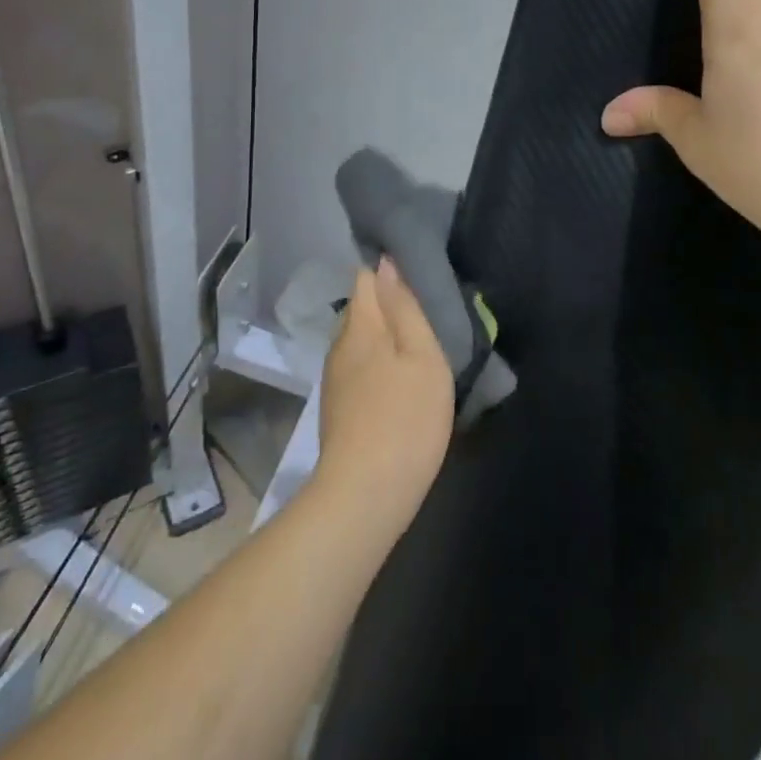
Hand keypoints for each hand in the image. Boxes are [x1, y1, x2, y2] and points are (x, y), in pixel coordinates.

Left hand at [314, 259, 454, 546]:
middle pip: (362, 309)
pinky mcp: (338, 409)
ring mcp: (335, 379)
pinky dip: (377, 364)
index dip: (387, 270)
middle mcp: (340, 345)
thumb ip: (404, 307)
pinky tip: (397, 381)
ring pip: (360, 341)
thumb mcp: (422, 355)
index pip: (366, 278)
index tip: (415, 271)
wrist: (365, 495)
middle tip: (425, 311)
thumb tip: (386, 264)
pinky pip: (359, 368)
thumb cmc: (405, 417)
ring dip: (384, 338)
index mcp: (361, 325)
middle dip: (388, 304)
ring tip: (414, 344)